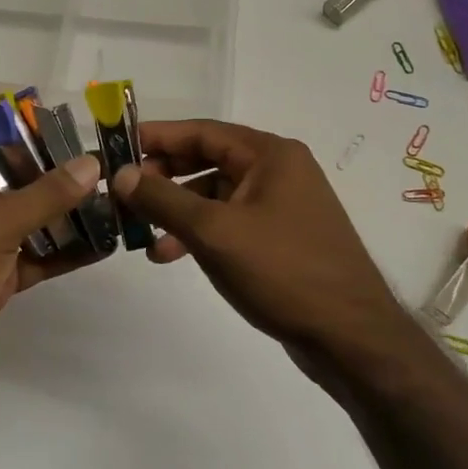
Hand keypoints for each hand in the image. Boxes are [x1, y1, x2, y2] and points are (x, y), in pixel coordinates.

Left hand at [0, 151, 105, 420]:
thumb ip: (45, 195)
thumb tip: (92, 164)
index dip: (29, 137)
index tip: (75, 136)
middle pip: (18, 181)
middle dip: (60, 177)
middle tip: (108, 169)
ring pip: (32, 219)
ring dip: (69, 214)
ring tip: (116, 202)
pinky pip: (39, 256)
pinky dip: (67, 251)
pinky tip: (105, 243)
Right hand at [110, 120, 409, 358]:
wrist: (350, 337)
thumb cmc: (282, 271)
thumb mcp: (214, 232)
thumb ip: (163, 199)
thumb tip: (120, 175)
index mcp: (270, 154)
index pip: (202, 131)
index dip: (158, 137)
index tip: (118, 147)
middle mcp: (279, 170)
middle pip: (208, 160)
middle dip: (164, 176)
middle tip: (124, 193)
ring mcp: (282, 204)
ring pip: (216, 194)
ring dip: (178, 210)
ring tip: (141, 233)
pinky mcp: (281, 237)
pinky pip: (230, 221)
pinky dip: (200, 232)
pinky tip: (171, 254)